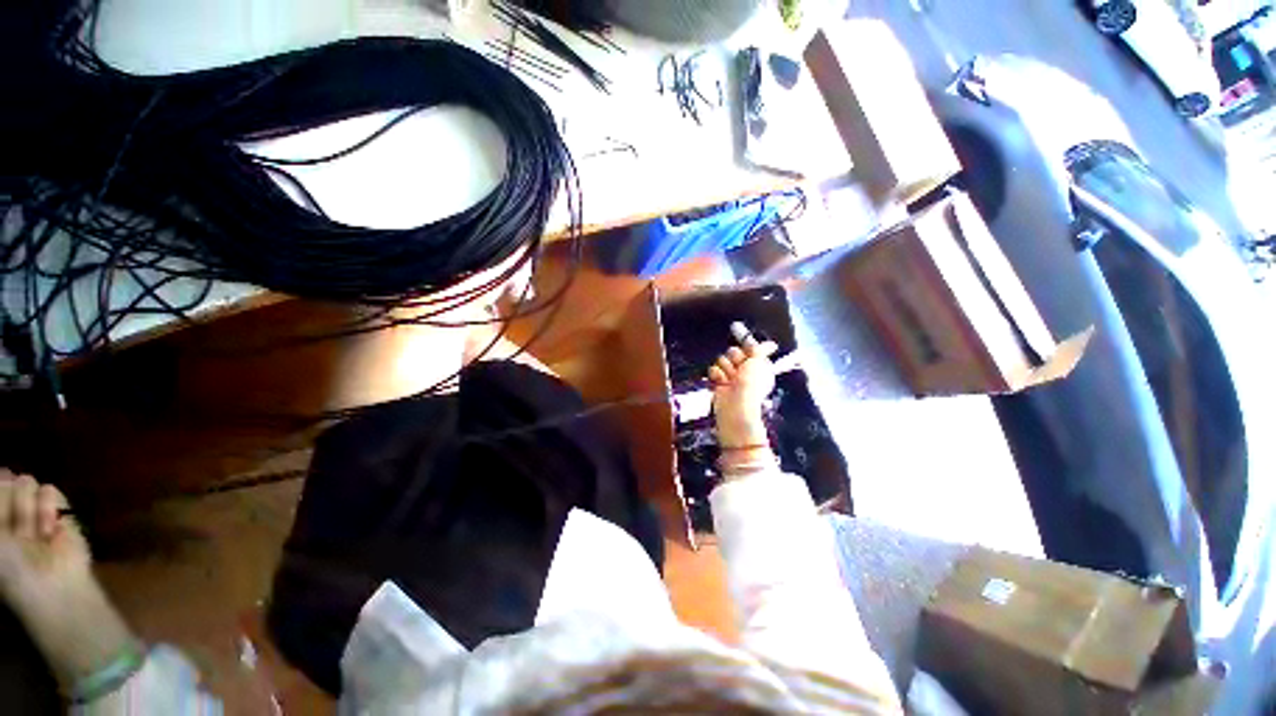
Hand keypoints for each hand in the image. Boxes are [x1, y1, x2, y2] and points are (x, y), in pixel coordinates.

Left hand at [0, 470, 91, 609]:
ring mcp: (36, 511)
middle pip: (6, 482)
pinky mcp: (60, 510)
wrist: (51, 583)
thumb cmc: (10, 567)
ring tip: (33, 534)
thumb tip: (2, 474)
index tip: (1, 479)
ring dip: (27, 508)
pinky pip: (51, 491)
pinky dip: (49, 509)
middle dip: (9, 499)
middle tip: (15, 529)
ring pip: (27, 482)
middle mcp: (10, 512)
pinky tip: (50, 529)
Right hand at [709, 339, 777, 446]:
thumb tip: (772, 344)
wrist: (735, 406)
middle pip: (734, 351)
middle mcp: (745, 370)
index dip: (747, 346)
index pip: (750, 348)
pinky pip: (714, 369)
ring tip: (730, 379)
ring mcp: (731, 376)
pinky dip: (717, 375)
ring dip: (726, 368)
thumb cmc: (751, 384)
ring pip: (722, 360)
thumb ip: (760, 350)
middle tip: (740, 368)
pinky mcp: (719, 382)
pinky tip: (721, 382)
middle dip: (735, 358)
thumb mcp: (758, 362)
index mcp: (758, 365)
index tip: (745, 342)